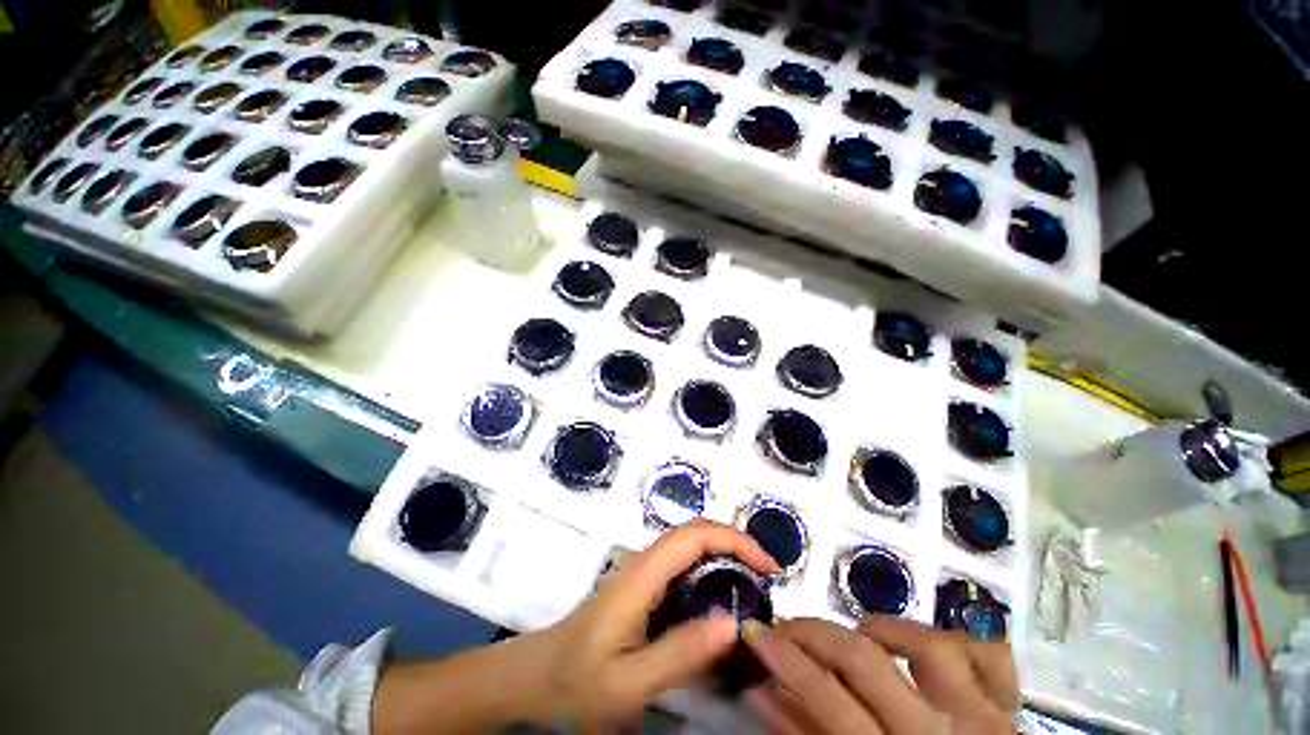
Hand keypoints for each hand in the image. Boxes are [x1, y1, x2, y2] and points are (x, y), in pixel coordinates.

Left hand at [520, 522, 778, 727]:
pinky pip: (683, 564)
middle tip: (768, 575)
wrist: (537, 677)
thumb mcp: (629, 683)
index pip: (694, 536)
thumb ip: (680, 653)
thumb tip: (733, 623)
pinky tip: (721, 596)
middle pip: (694, 532)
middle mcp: (643, 562)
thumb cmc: (577, 681)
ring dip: (725, 553)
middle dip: (735, 542)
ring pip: (690, 545)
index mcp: (642, 575)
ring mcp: (642, 572)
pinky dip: (711, 567)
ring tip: (755, 584)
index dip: (734, 540)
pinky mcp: (642, 585)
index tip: (768, 566)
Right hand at [742, 616, 1018, 734]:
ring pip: (928, 644)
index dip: (782, 657)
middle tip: (785, 625)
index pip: (826, 696)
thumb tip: (761, 688)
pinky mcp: (1008, 709)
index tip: (752, 631)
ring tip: (860, 634)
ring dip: (884, 629)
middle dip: (812, 633)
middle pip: (864, 660)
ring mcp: (983, 716)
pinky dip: (960, 639)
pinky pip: (991, 656)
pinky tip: (930, 645)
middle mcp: (939, 731)